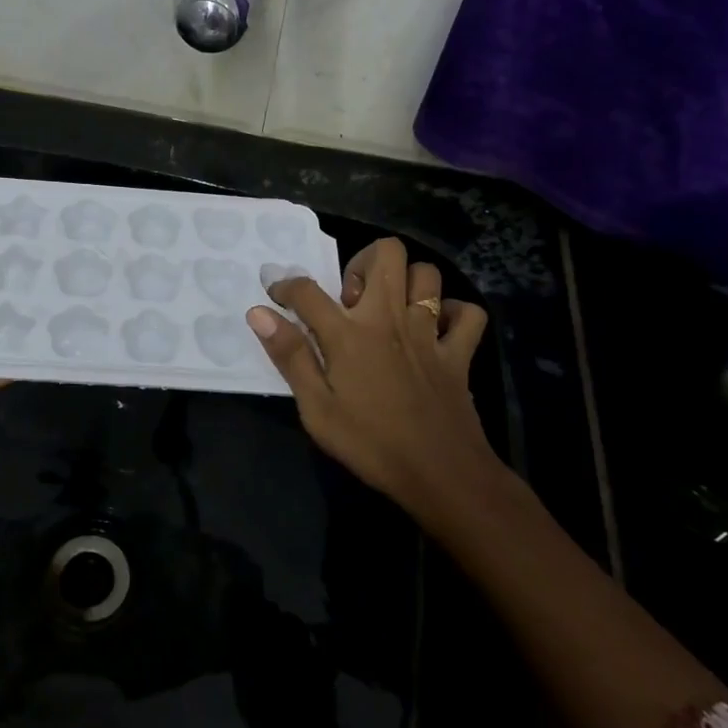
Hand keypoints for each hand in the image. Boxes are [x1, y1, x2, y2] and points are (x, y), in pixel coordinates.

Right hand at [247, 237, 497, 523]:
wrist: (441, 474)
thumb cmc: (370, 444)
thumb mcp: (316, 408)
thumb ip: (290, 355)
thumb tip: (259, 313)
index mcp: (349, 334)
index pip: (308, 291)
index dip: (285, 286)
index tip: (277, 296)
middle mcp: (390, 319)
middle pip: (386, 253)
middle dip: (363, 260)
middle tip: (351, 297)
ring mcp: (429, 332)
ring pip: (427, 274)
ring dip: (407, 282)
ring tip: (389, 308)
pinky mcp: (459, 352)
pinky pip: (467, 313)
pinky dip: (453, 313)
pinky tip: (436, 329)